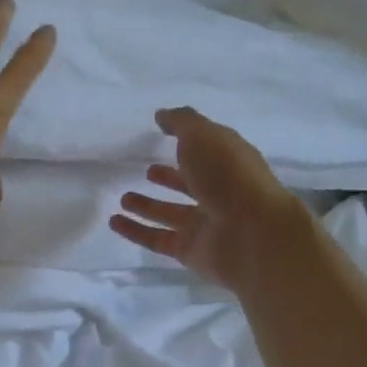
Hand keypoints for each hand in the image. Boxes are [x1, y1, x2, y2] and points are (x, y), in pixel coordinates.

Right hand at [110, 107, 306, 291]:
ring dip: (147, 206)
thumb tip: (162, 115)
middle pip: (189, 184)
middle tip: (146, 171)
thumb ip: (181, 122)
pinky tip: (114, 222)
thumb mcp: (204, 135)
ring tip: (123, 198)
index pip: (205, 150)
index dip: (187, 142)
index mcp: (227, 163)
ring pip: (170, 213)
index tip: (162, 134)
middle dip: (169, 177)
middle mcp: (218, 193)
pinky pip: (156, 239)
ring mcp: (204, 225)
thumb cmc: (229, 175)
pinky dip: (135, 231)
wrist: (252, 234)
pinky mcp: (189, 251)